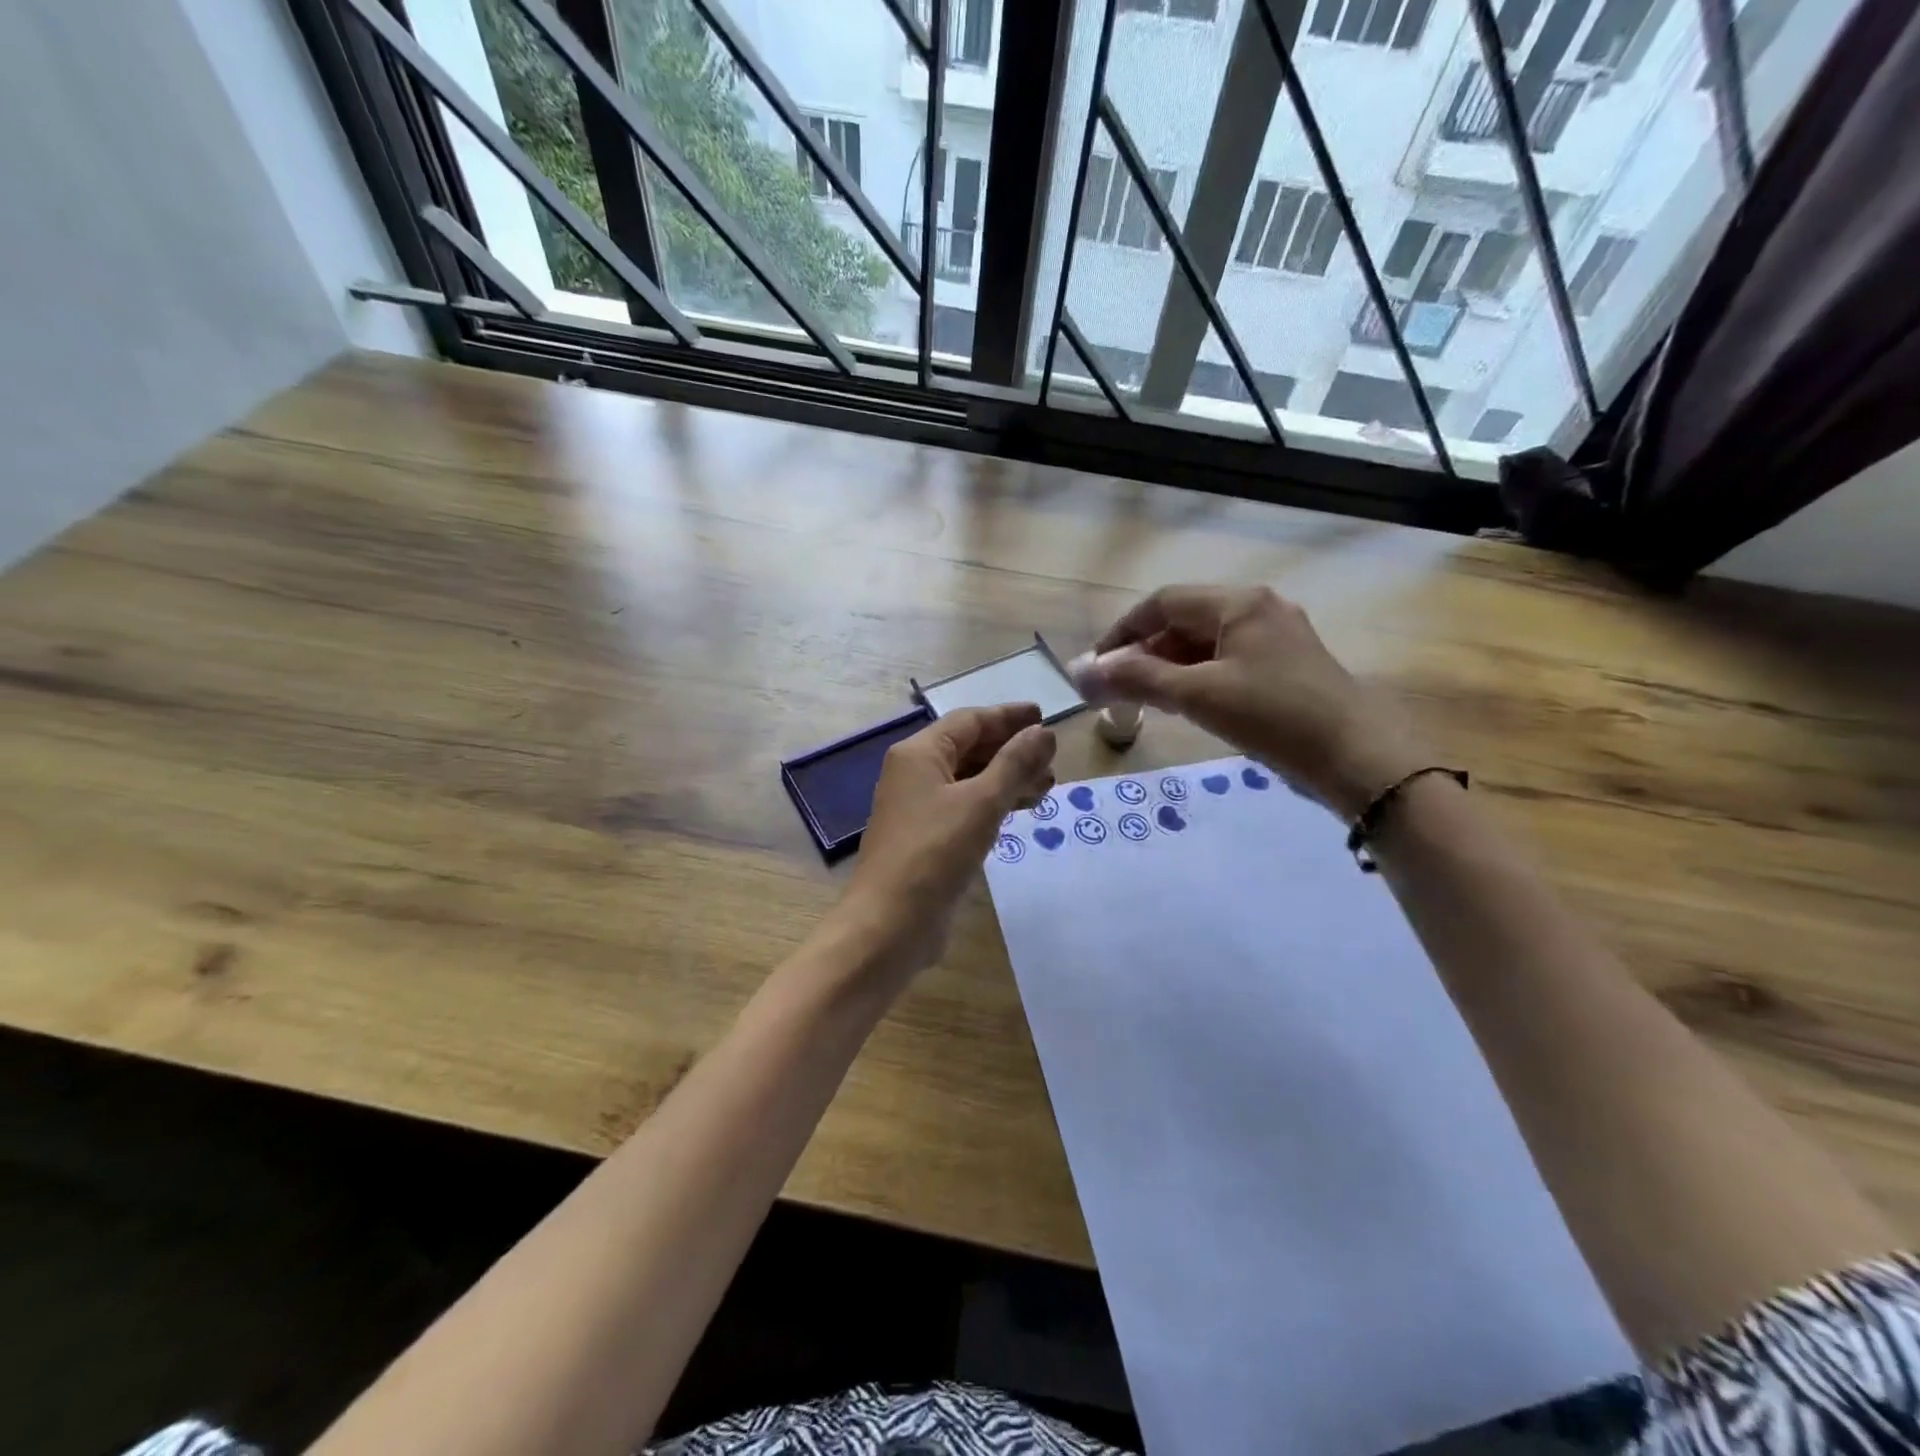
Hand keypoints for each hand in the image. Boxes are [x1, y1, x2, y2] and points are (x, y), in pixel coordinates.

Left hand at [835, 703, 1056, 978]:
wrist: (890, 922)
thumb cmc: (935, 853)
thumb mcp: (981, 803)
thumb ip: (1015, 764)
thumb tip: (1044, 733)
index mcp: (919, 753)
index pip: (970, 721)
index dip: (1008, 717)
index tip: (1044, 718)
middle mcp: (915, 773)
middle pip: (969, 748)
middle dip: (1012, 751)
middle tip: (1052, 761)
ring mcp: (919, 807)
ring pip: (970, 779)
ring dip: (1007, 779)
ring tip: (1046, 788)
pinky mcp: (927, 837)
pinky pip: (965, 807)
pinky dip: (993, 804)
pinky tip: (1018, 811)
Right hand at [1080, 585, 1427, 817]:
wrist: (1358, 757)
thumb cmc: (1273, 716)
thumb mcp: (1198, 695)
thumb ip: (1139, 678)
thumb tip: (1084, 671)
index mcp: (1238, 603)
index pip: (1162, 603)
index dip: (1122, 632)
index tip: (1097, 667)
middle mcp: (1258, 608)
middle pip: (1184, 620)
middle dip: (1145, 651)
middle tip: (1120, 689)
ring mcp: (1277, 636)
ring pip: (1206, 642)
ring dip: (1170, 666)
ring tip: (1149, 700)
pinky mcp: (1288, 664)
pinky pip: (1228, 659)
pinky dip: (1199, 676)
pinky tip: (1189, 704)